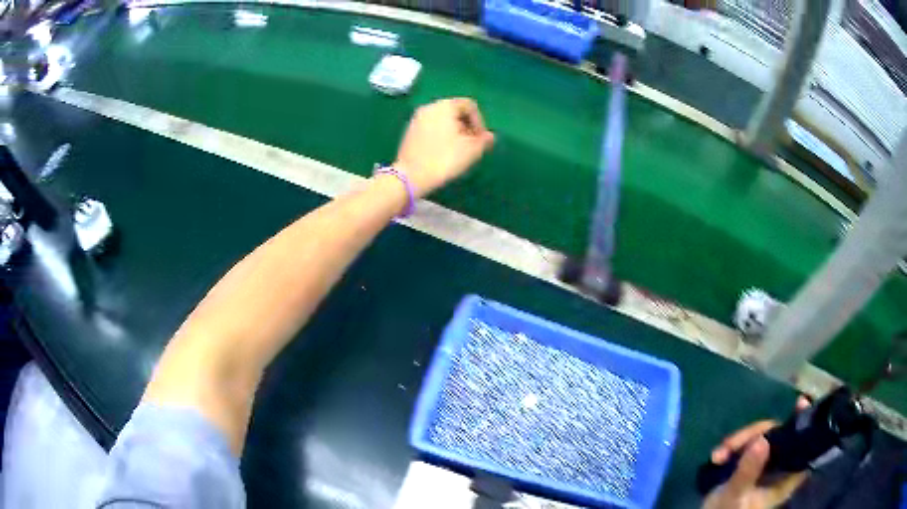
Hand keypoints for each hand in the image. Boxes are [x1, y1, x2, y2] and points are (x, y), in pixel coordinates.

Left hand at [394, 98, 494, 196]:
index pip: (469, 105)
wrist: (411, 176)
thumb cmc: (445, 159)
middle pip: (454, 112)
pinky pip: (430, 128)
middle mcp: (429, 107)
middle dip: (466, 127)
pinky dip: (440, 136)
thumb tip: (489, 136)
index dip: (479, 121)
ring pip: (442, 121)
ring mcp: (416, 119)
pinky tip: (442, 153)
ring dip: (453, 132)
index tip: (481, 139)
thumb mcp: (472, 150)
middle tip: (471, 145)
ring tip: (458, 150)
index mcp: (445, 106)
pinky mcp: (409, 132)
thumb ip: (484, 140)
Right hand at [703, 397, 810, 508]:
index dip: (804, 425)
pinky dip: (732, 447)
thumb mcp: (734, 496)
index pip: (802, 448)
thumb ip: (748, 472)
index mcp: (784, 478)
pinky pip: (747, 445)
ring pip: (761, 438)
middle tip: (730, 445)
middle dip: (754, 435)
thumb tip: (761, 440)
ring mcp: (764, 465)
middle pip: (778, 436)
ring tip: (718, 454)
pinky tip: (717, 455)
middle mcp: (779, 467)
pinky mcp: (751, 464)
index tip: (801, 404)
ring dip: (738, 442)